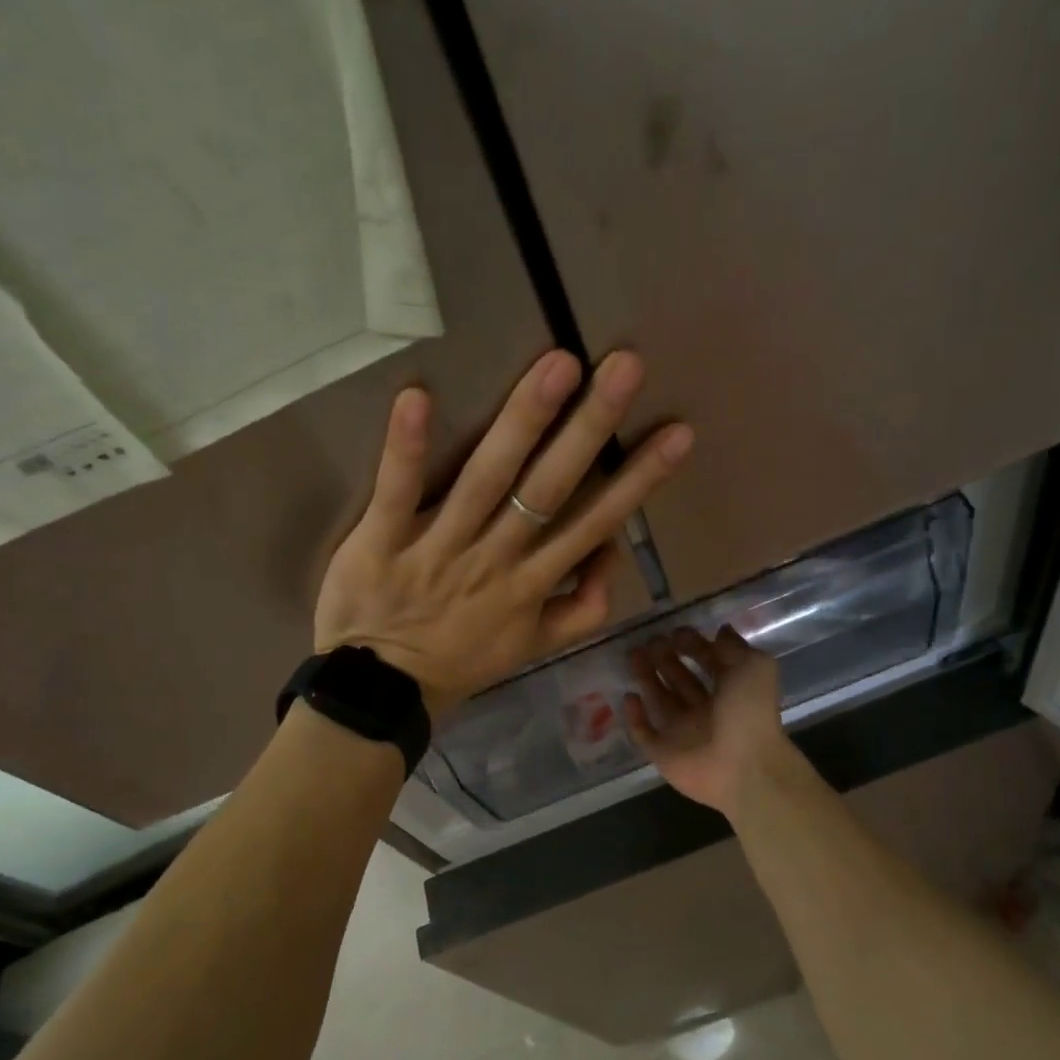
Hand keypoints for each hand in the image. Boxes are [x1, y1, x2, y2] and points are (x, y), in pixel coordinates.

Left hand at [315, 349, 692, 715]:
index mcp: (531, 584)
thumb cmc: (460, 662)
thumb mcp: (537, 647)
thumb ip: (582, 607)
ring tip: (556, 367)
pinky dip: (406, 449)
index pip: (594, 523)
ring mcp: (438, 549)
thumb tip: (611, 552)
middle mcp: (494, 559)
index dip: (637, 480)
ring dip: (522, 423)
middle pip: (548, 490)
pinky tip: (417, 397)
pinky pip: (396, 493)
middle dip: (590, 429)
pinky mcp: (382, 543)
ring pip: (486, 481)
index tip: (677, 433)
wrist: (382, 693)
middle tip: (625, 367)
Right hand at [624, 625, 789, 822]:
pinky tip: (628, 696)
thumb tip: (722, 630)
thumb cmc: (750, 714)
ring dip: (646, 678)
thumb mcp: (753, 668)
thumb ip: (735, 647)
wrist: (744, 769)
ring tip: (633, 656)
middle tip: (649, 641)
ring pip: (660, 700)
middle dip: (665, 659)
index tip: (675, 632)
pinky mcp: (664, 753)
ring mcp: (683, 733)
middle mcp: (706, 710)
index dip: (693, 646)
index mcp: (730, 691)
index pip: (708, 663)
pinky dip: (635, 716)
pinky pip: (645, 733)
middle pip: (680, 679)